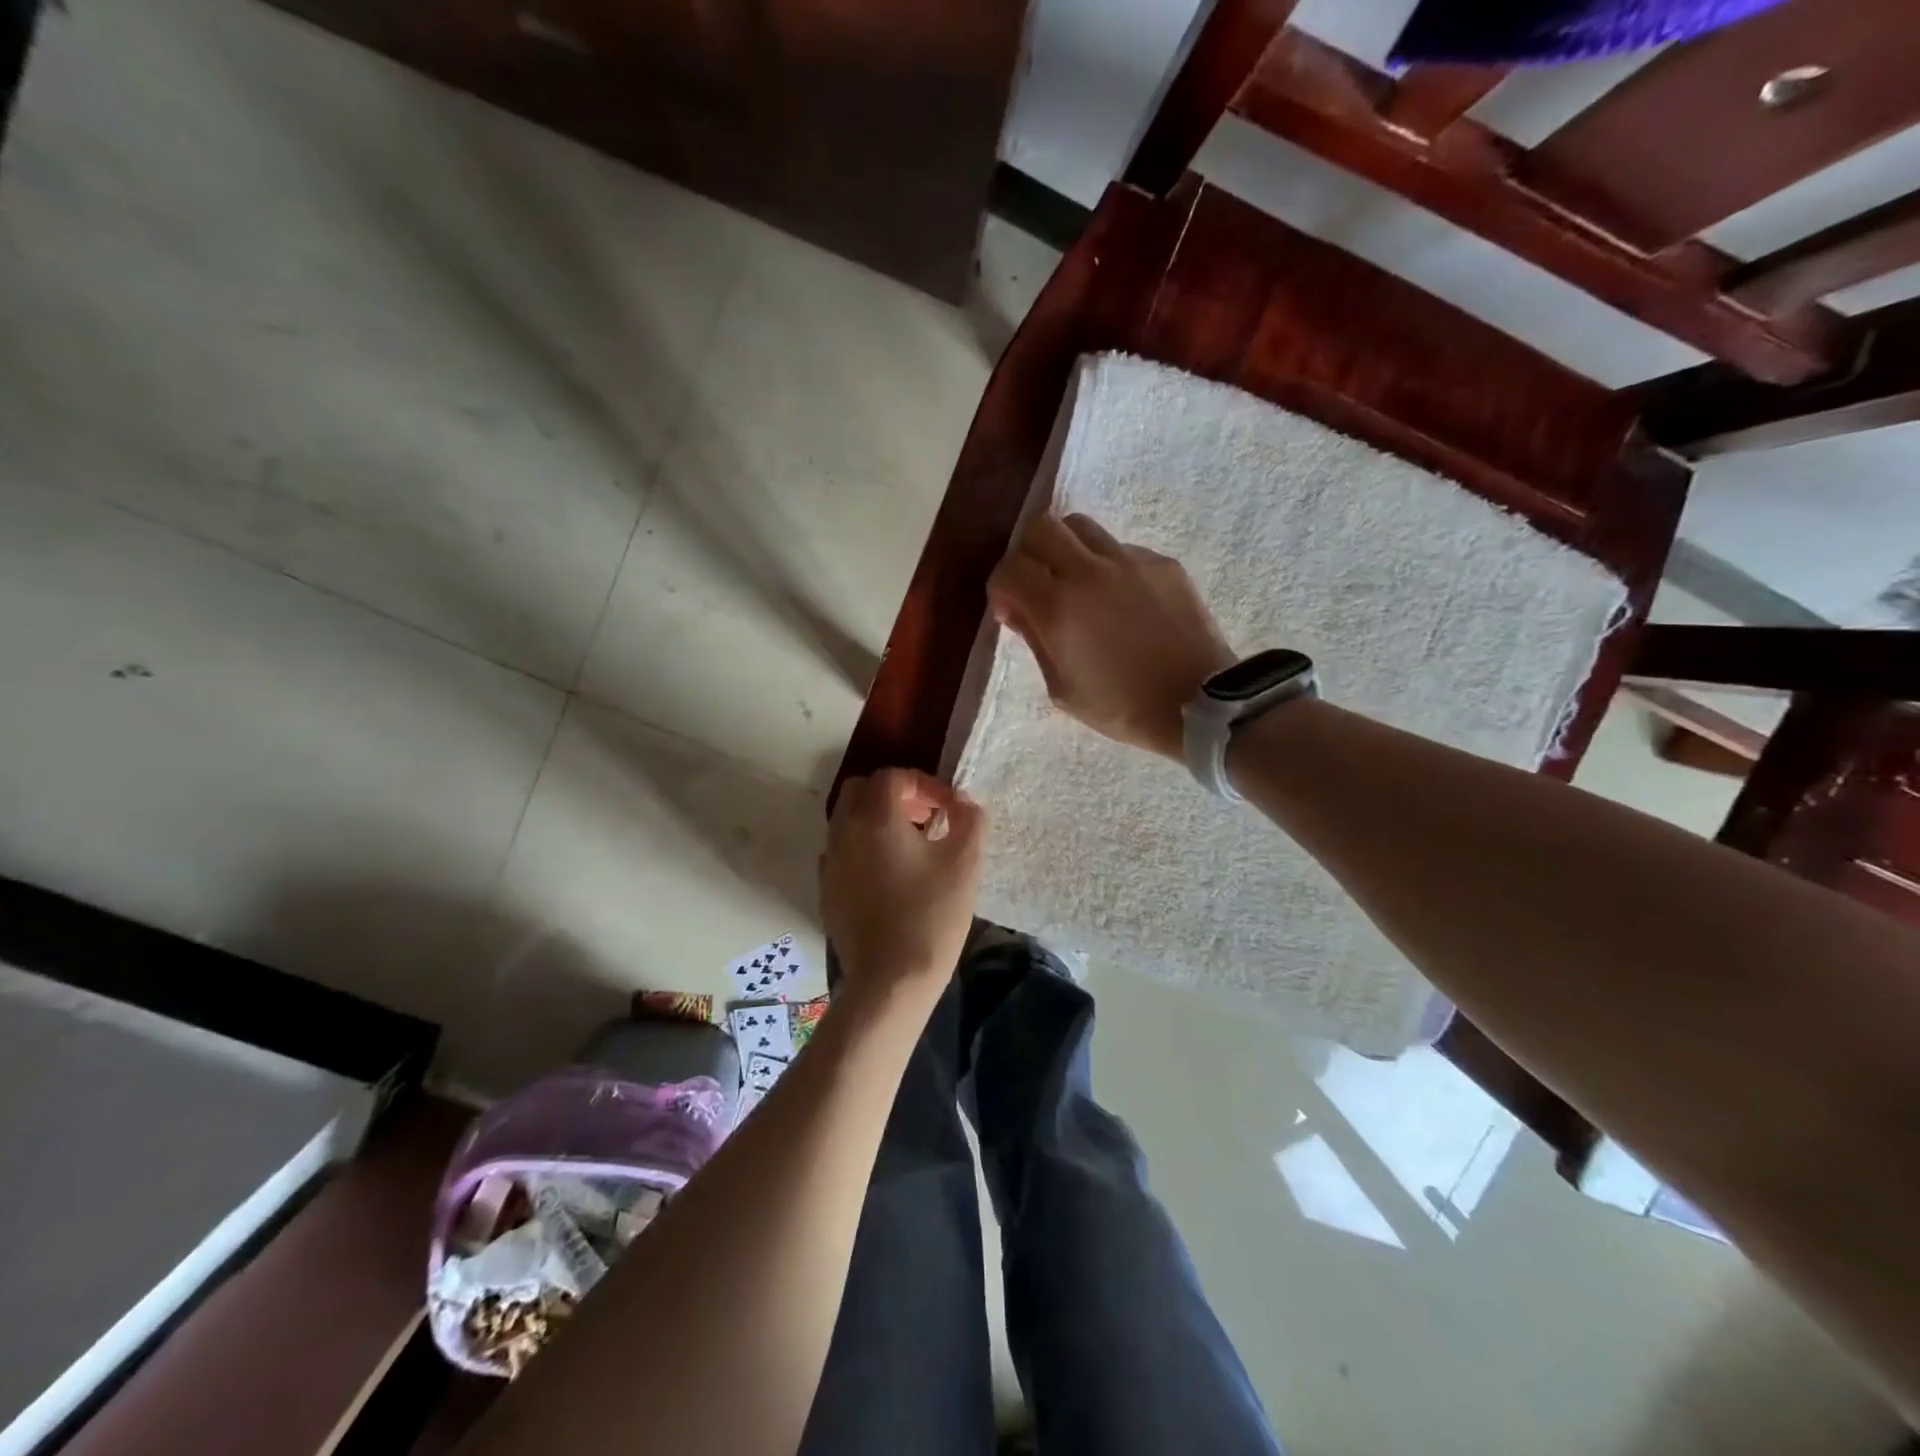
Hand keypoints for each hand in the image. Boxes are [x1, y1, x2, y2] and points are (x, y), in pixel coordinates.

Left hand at [821, 769, 984, 995]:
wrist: (891, 980)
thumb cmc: (932, 915)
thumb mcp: (964, 862)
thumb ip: (969, 820)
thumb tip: (963, 802)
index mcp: (875, 817)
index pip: (893, 777)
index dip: (925, 784)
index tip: (949, 808)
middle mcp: (844, 830)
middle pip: (862, 790)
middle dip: (894, 795)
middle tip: (925, 818)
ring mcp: (829, 861)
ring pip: (848, 819)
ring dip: (877, 820)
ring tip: (911, 846)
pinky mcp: (826, 889)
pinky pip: (841, 850)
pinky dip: (863, 847)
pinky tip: (888, 875)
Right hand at [988, 513, 1236, 759]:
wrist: (1198, 703)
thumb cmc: (1122, 707)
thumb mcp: (1063, 689)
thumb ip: (1035, 642)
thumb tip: (1018, 610)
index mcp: (1058, 607)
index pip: (1008, 570)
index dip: (1000, 589)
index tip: (1010, 612)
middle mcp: (1089, 571)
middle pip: (1041, 527)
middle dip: (1028, 554)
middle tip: (1037, 584)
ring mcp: (1130, 561)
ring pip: (1081, 527)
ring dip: (1067, 549)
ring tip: (1077, 582)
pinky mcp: (1162, 563)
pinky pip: (1121, 549)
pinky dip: (1108, 566)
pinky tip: (1121, 600)